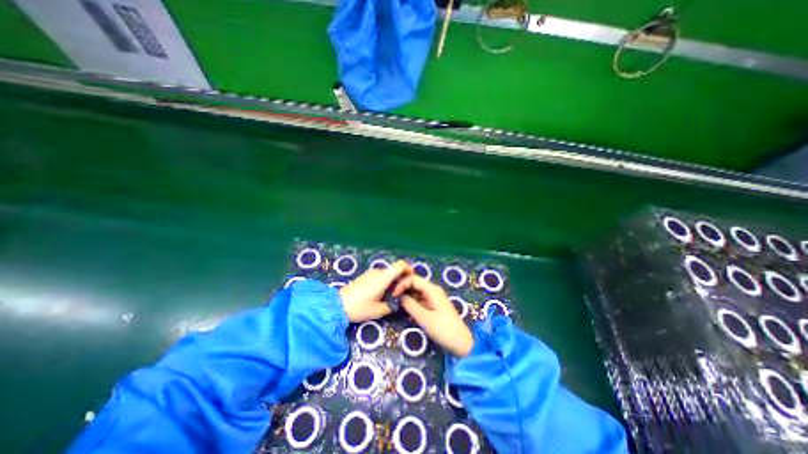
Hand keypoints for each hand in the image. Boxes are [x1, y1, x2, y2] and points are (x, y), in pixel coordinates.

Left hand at [341, 258, 415, 322]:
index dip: (409, 269)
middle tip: (402, 293)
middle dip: (401, 279)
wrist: (337, 305)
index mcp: (383, 277)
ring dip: (393, 282)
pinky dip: (385, 282)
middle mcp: (378, 271)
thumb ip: (393, 304)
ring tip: (391, 296)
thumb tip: (400, 301)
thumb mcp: (379, 310)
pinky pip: (381, 276)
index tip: (411, 279)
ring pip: (388, 274)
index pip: (400, 264)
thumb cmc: (359, 307)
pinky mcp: (366, 276)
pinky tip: (382, 294)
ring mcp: (371, 273)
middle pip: (395, 270)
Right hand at [394, 276, 473, 356]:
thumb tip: (399, 296)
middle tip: (393, 300)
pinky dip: (413, 304)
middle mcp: (433, 290)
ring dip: (408, 297)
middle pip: (415, 284)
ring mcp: (434, 298)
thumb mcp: (424, 318)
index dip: (402, 284)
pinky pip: (421, 300)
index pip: (413, 279)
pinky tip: (407, 312)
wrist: (461, 343)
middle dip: (404, 290)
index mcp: (432, 289)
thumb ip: (410, 305)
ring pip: (417, 292)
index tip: (393, 295)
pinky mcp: (434, 306)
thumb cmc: (443, 329)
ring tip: (398, 306)